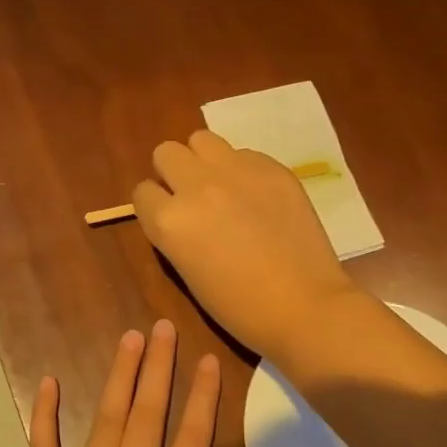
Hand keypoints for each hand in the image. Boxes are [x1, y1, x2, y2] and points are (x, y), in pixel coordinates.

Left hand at [15, 320, 313, 446]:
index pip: (191, 440)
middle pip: (148, 416)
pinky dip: (45, 417)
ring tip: (128, 338)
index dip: (202, 396)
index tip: (206, 358)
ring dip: (119, 378)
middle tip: (162, 326)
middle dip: (158, 368)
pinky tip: (48, 382)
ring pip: (106, 422)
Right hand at [132, 131, 360, 359]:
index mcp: (170, 220)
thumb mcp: (187, 272)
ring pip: (201, 139)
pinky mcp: (271, 167)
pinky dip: (243, 170)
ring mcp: (236, 171)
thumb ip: (174, 232)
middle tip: (193, 196)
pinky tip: (259, 197)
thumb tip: (178, 211)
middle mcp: (196, 185)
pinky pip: (243, 153)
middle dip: (173, 172)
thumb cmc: (239, 307)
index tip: (170, 218)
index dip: (155, 205)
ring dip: (204, 160)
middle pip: (166, 152)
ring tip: (222, 186)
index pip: (142, 192)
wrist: (304, 305)